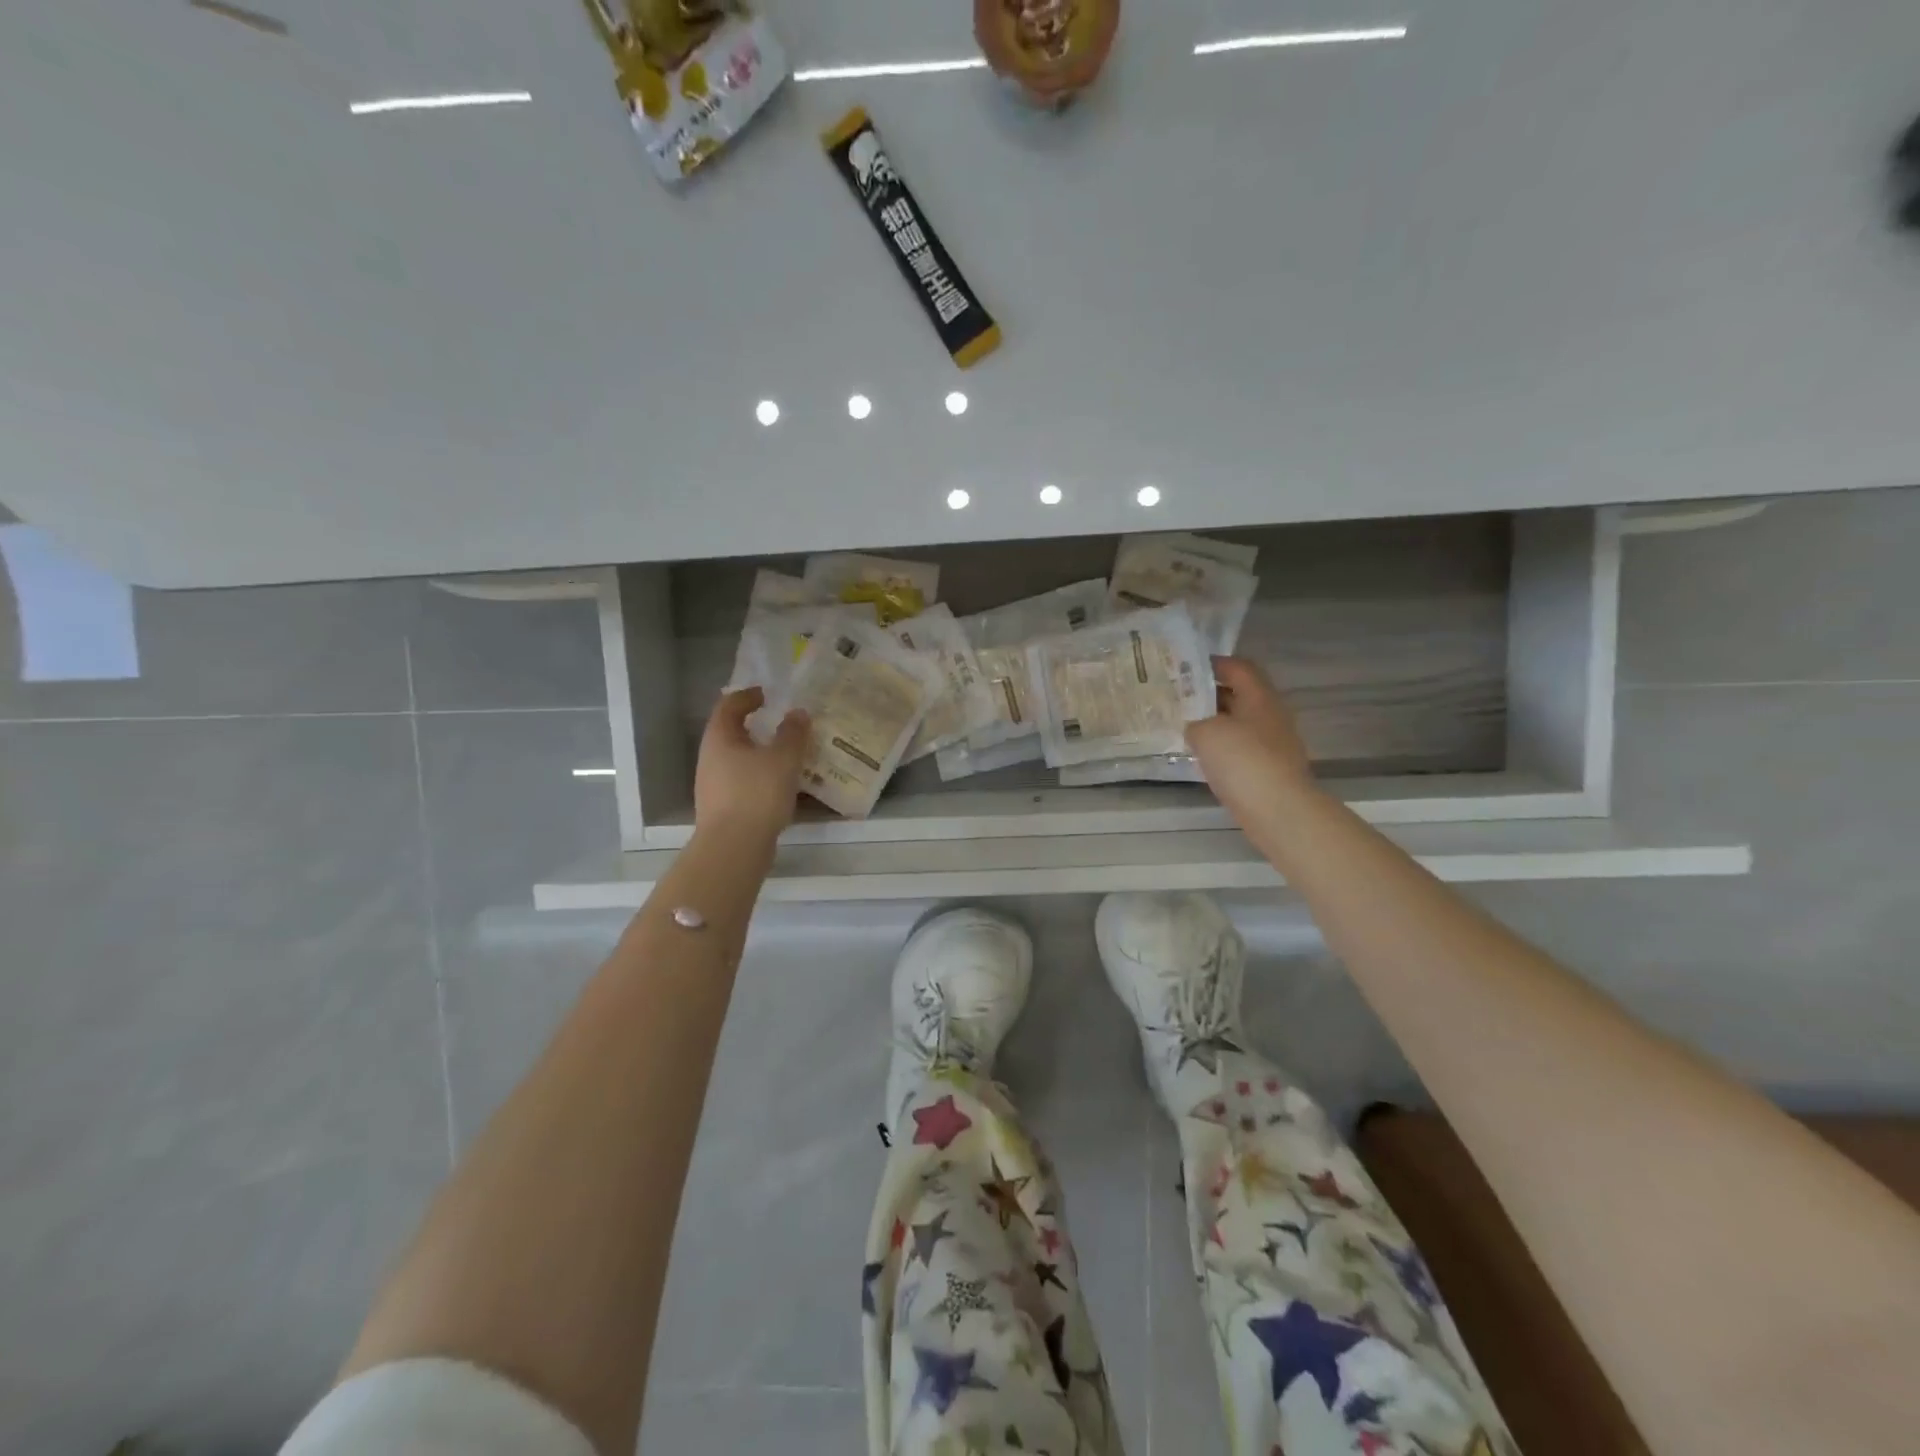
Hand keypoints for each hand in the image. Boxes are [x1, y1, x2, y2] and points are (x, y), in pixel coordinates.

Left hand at [692, 688, 807, 841]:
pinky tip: (786, 786)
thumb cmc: (756, 794)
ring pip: (740, 760)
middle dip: (758, 727)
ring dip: (763, 754)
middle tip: (784, 724)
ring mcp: (715, 785)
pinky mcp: (725, 808)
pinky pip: (746, 783)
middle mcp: (711, 758)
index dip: (748, 696)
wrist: (734, 848)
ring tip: (791, 755)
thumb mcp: (783, 759)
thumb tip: (798, 713)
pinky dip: (764, 777)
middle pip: (733, 733)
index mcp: (720, 738)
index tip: (769, 695)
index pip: (729, 705)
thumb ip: (793, 733)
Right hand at [1185, 657, 1316, 823]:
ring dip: (1213, 723)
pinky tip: (1200, 757)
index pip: (1238, 668)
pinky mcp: (1268, 769)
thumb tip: (1194, 726)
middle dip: (1208, 694)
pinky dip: (1221, 748)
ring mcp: (1273, 744)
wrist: (1278, 810)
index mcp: (1259, 697)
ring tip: (1183, 726)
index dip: (1213, 663)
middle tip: (1177, 697)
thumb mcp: (1206, 732)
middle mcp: (1270, 715)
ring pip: (1238, 724)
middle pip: (1239, 695)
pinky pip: (1240, 749)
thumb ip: (1194, 722)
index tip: (1185, 667)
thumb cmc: (1243, 761)